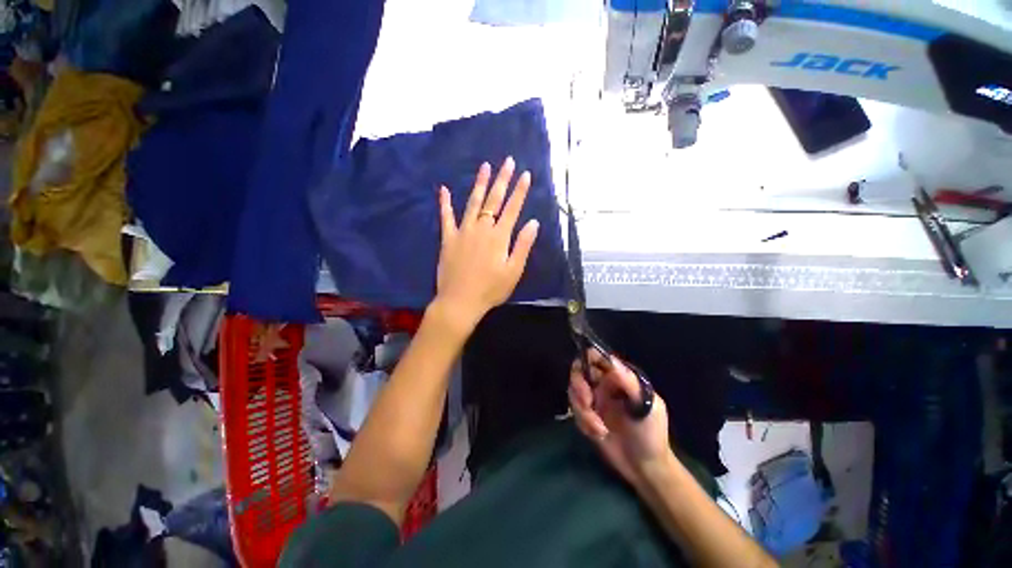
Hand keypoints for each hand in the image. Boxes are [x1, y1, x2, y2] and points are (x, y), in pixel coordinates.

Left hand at [434, 157, 539, 331]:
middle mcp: (481, 228)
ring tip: (485, 166)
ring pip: (472, 203)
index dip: (520, 191)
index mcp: (499, 237)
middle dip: (502, 179)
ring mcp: (463, 232)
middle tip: (507, 161)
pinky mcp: (448, 239)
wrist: (460, 301)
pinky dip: (445, 203)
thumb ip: (523, 245)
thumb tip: (534, 223)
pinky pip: (446, 217)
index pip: (512, 208)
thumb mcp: (513, 271)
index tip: (525, 174)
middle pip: (493, 200)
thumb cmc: (490, 289)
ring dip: (479, 184)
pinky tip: (443, 189)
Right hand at [568, 349, 672, 487]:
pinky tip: (599, 434)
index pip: (597, 357)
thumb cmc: (651, 434)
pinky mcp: (586, 417)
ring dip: (583, 410)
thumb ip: (629, 383)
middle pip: (579, 371)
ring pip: (574, 392)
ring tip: (599, 428)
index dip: (587, 357)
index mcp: (618, 377)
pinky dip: (584, 422)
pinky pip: (574, 411)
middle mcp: (603, 385)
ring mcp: (593, 401)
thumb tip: (611, 360)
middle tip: (587, 402)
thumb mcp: (648, 407)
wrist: (645, 469)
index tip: (585, 371)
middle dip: (579, 386)